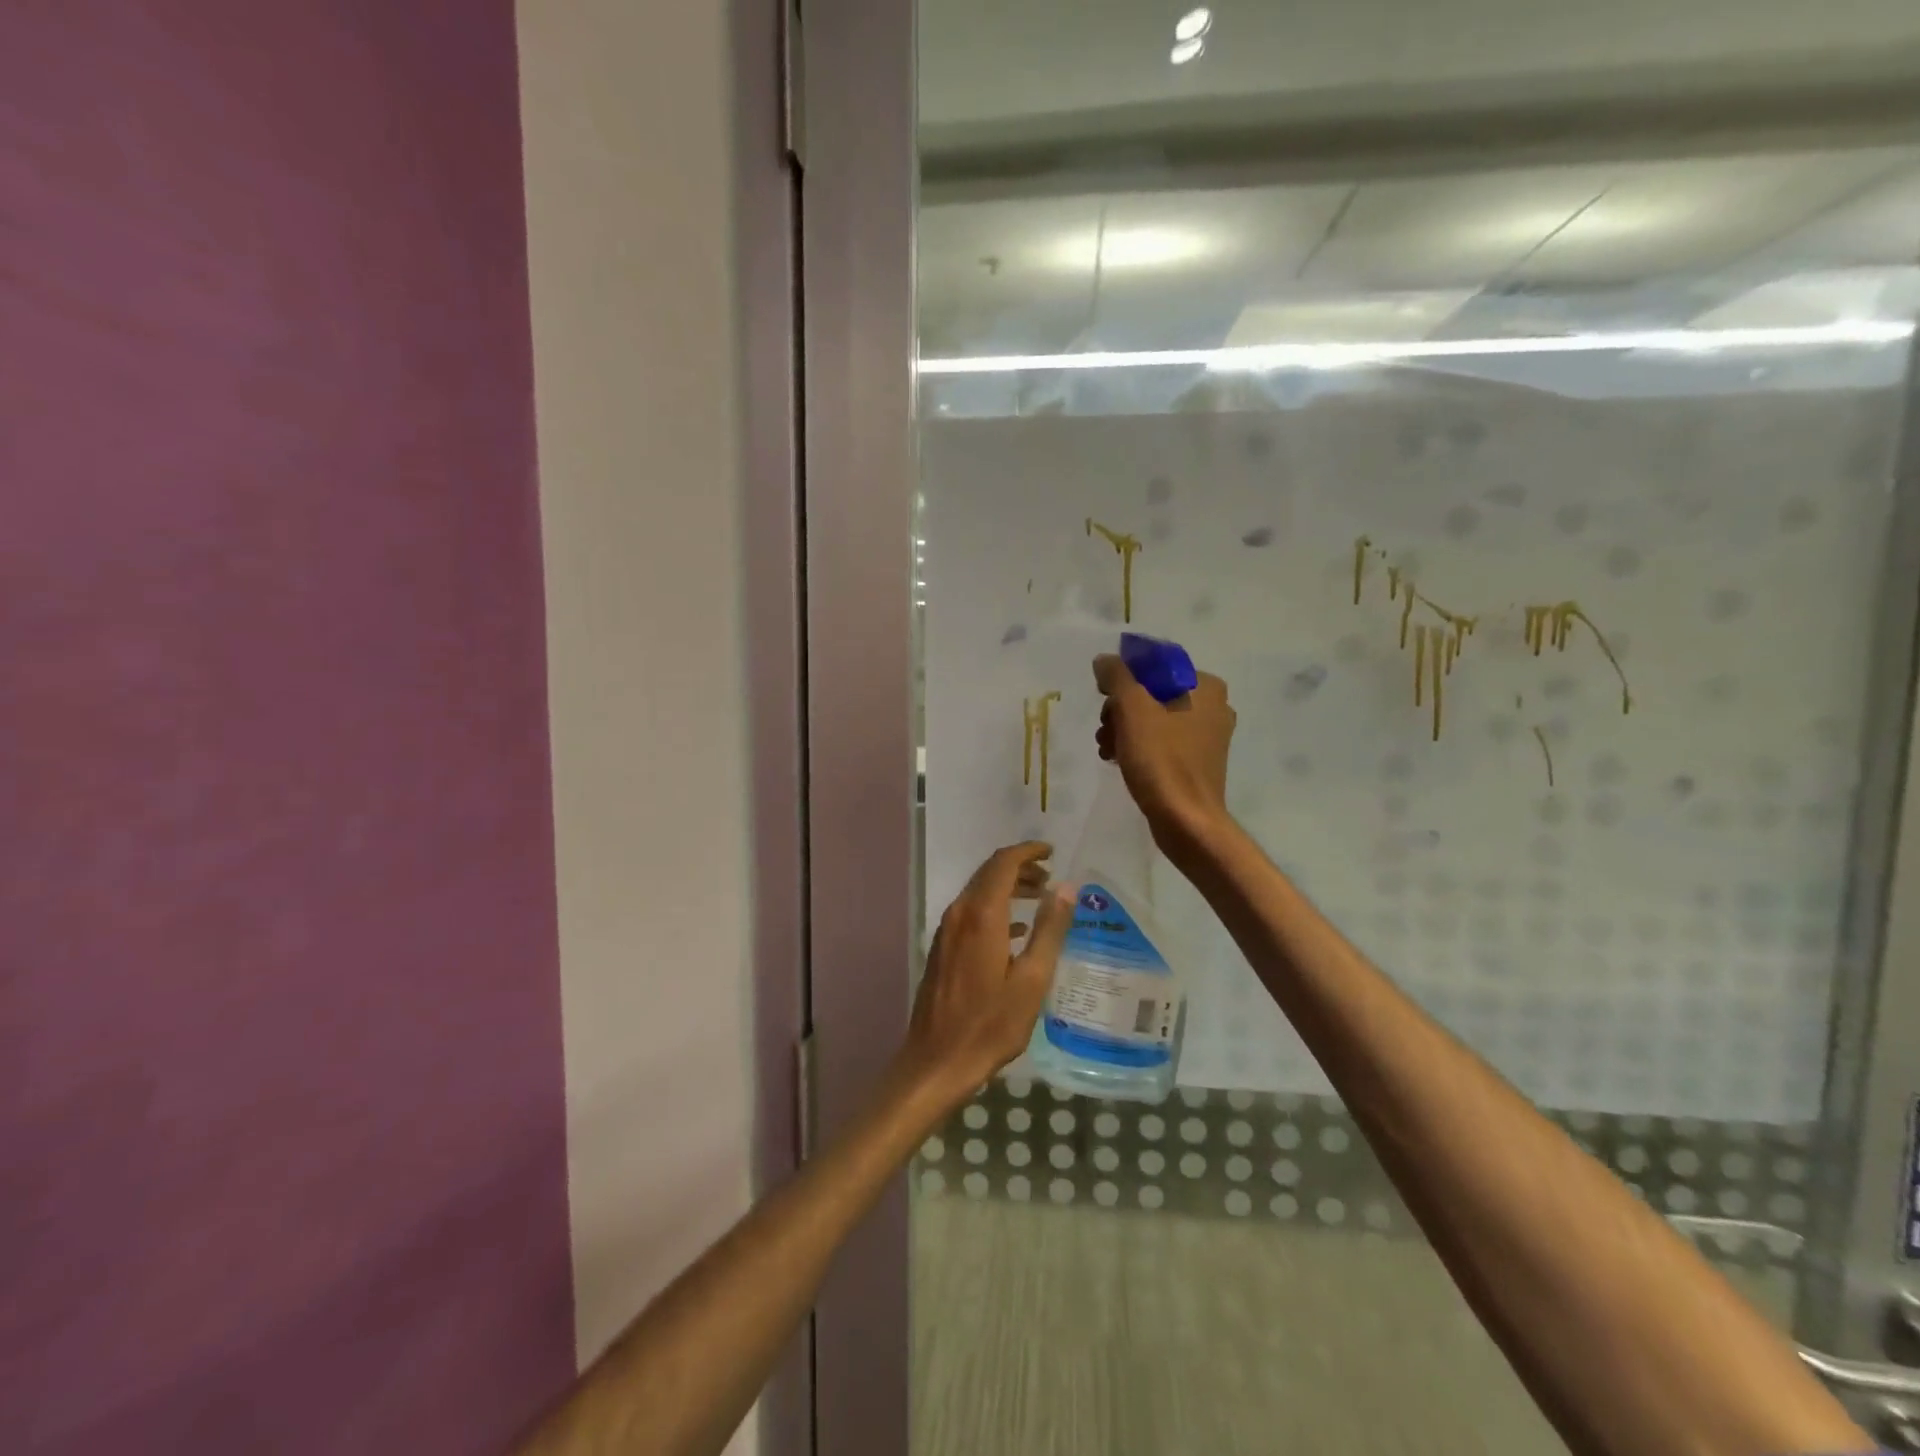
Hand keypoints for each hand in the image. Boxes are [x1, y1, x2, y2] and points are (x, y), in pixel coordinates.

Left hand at [900, 842, 1074, 1103]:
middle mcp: (959, 913)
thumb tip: (1067, 887)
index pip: (1003, 863)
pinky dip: (995, 909)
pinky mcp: (942, 948)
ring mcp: (947, 931)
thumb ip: (1050, 929)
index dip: (1028, 852)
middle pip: (989, 873)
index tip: (1052, 852)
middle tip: (1051, 878)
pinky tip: (1016, 931)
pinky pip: (971, 913)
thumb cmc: (991, 1023)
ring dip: (1008, 888)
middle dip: (1020, 868)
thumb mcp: (1032, 979)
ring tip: (1039, 899)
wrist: (937, 1060)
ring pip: (979, 892)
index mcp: (982, 915)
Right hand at [1093, 653, 1236, 854]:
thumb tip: (1105, 661)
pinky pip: (1161, 741)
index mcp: (1205, 686)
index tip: (1103, 697)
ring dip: (1123, 729)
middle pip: (1152, 692)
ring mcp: (1207, 736)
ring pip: (1153, 718)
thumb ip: (1116, 675)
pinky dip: (1138, 746)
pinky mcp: (1197, 762)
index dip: (1123, 677)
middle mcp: (1213, 706)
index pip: (1155, 665)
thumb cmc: (1161, 758)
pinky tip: (1118, 760)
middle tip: (1104, 728)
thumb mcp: (1132, 707)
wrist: (1185, 820)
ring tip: (1106, 748)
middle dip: (1120, 708)